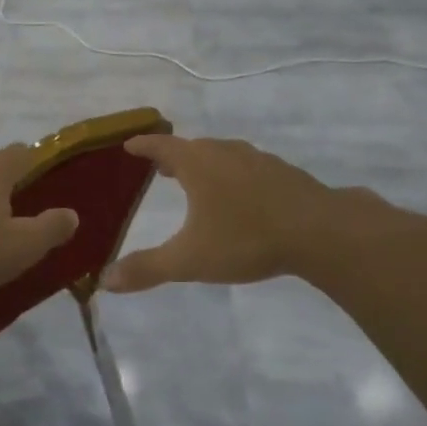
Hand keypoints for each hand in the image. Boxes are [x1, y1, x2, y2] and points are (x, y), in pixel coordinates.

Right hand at [102, 135, 355, 292]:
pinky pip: (247, 167)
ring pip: (222, 155)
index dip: (143, 146)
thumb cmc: (246, 238)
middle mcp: (225, 153)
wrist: (320, 231)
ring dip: (204, 164)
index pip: (162, 146)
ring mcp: (258, 160)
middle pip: (192, 147)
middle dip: (173, 156)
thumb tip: (106, 280)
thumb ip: (147, 268)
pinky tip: (241, 195)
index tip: (129, 145)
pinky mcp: (283, 173)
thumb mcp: (189, 259)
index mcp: (198, 164)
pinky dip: (233, 174)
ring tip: (196, 179)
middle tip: (159, 168)